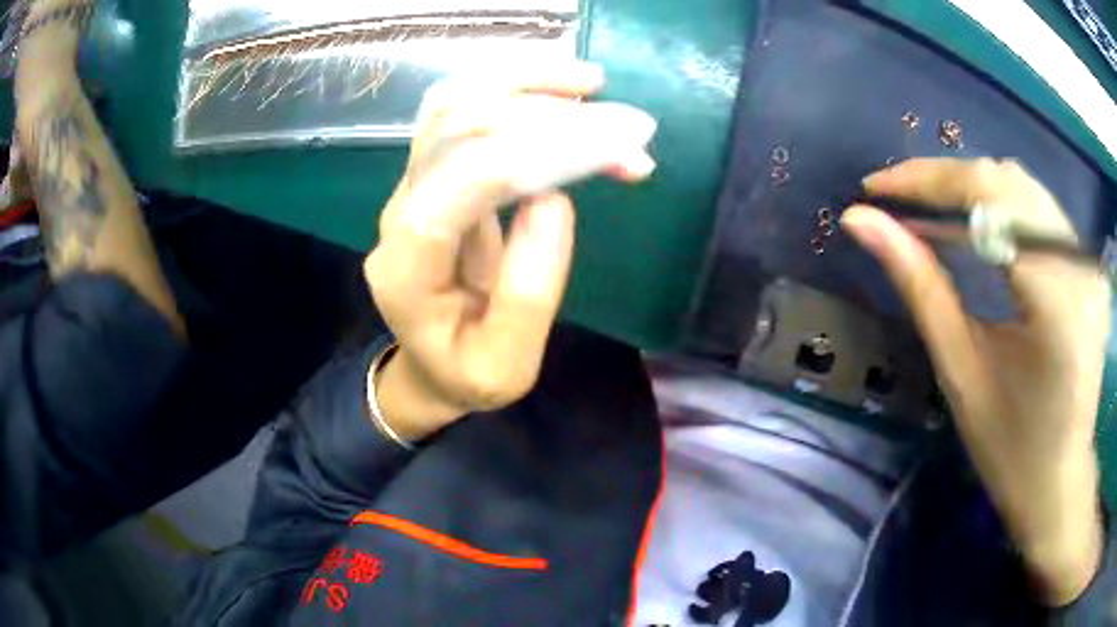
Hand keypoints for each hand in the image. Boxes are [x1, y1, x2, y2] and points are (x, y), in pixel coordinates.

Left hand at [364, 62, 656, 440]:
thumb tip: (554, 197)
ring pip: (456, 102)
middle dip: (541, 109)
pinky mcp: (437, 173)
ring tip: (594, 85)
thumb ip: (528, 291)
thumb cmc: (468, 371)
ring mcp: (414, 185)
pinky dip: (520, 96)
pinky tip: (567, 98)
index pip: (459, 184)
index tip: (612, 142)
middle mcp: (400, 210)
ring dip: (526, 84)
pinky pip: (469, 113)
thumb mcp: (507, 363)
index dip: (535, 152)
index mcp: (407, 268)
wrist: (431, 363)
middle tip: (623, 122)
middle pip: (452, 123)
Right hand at [843, 158, 1109, 604]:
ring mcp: (1087, 261)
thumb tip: (859, 221)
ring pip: (1022, 186)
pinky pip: (1038, 209)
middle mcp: (1079, 265)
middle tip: (897, 198)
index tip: (876, 187)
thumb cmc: (1009, 448)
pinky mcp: (1087, 264)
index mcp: (1055, 301)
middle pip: (1006, 182)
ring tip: (929, 209)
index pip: (989, 199)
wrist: (1058, 481)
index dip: (928, 181)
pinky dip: (999, 205)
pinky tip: (975, 225)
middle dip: (946, 180)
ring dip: (971, 189)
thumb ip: (918, 284)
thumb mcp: (961, 371)